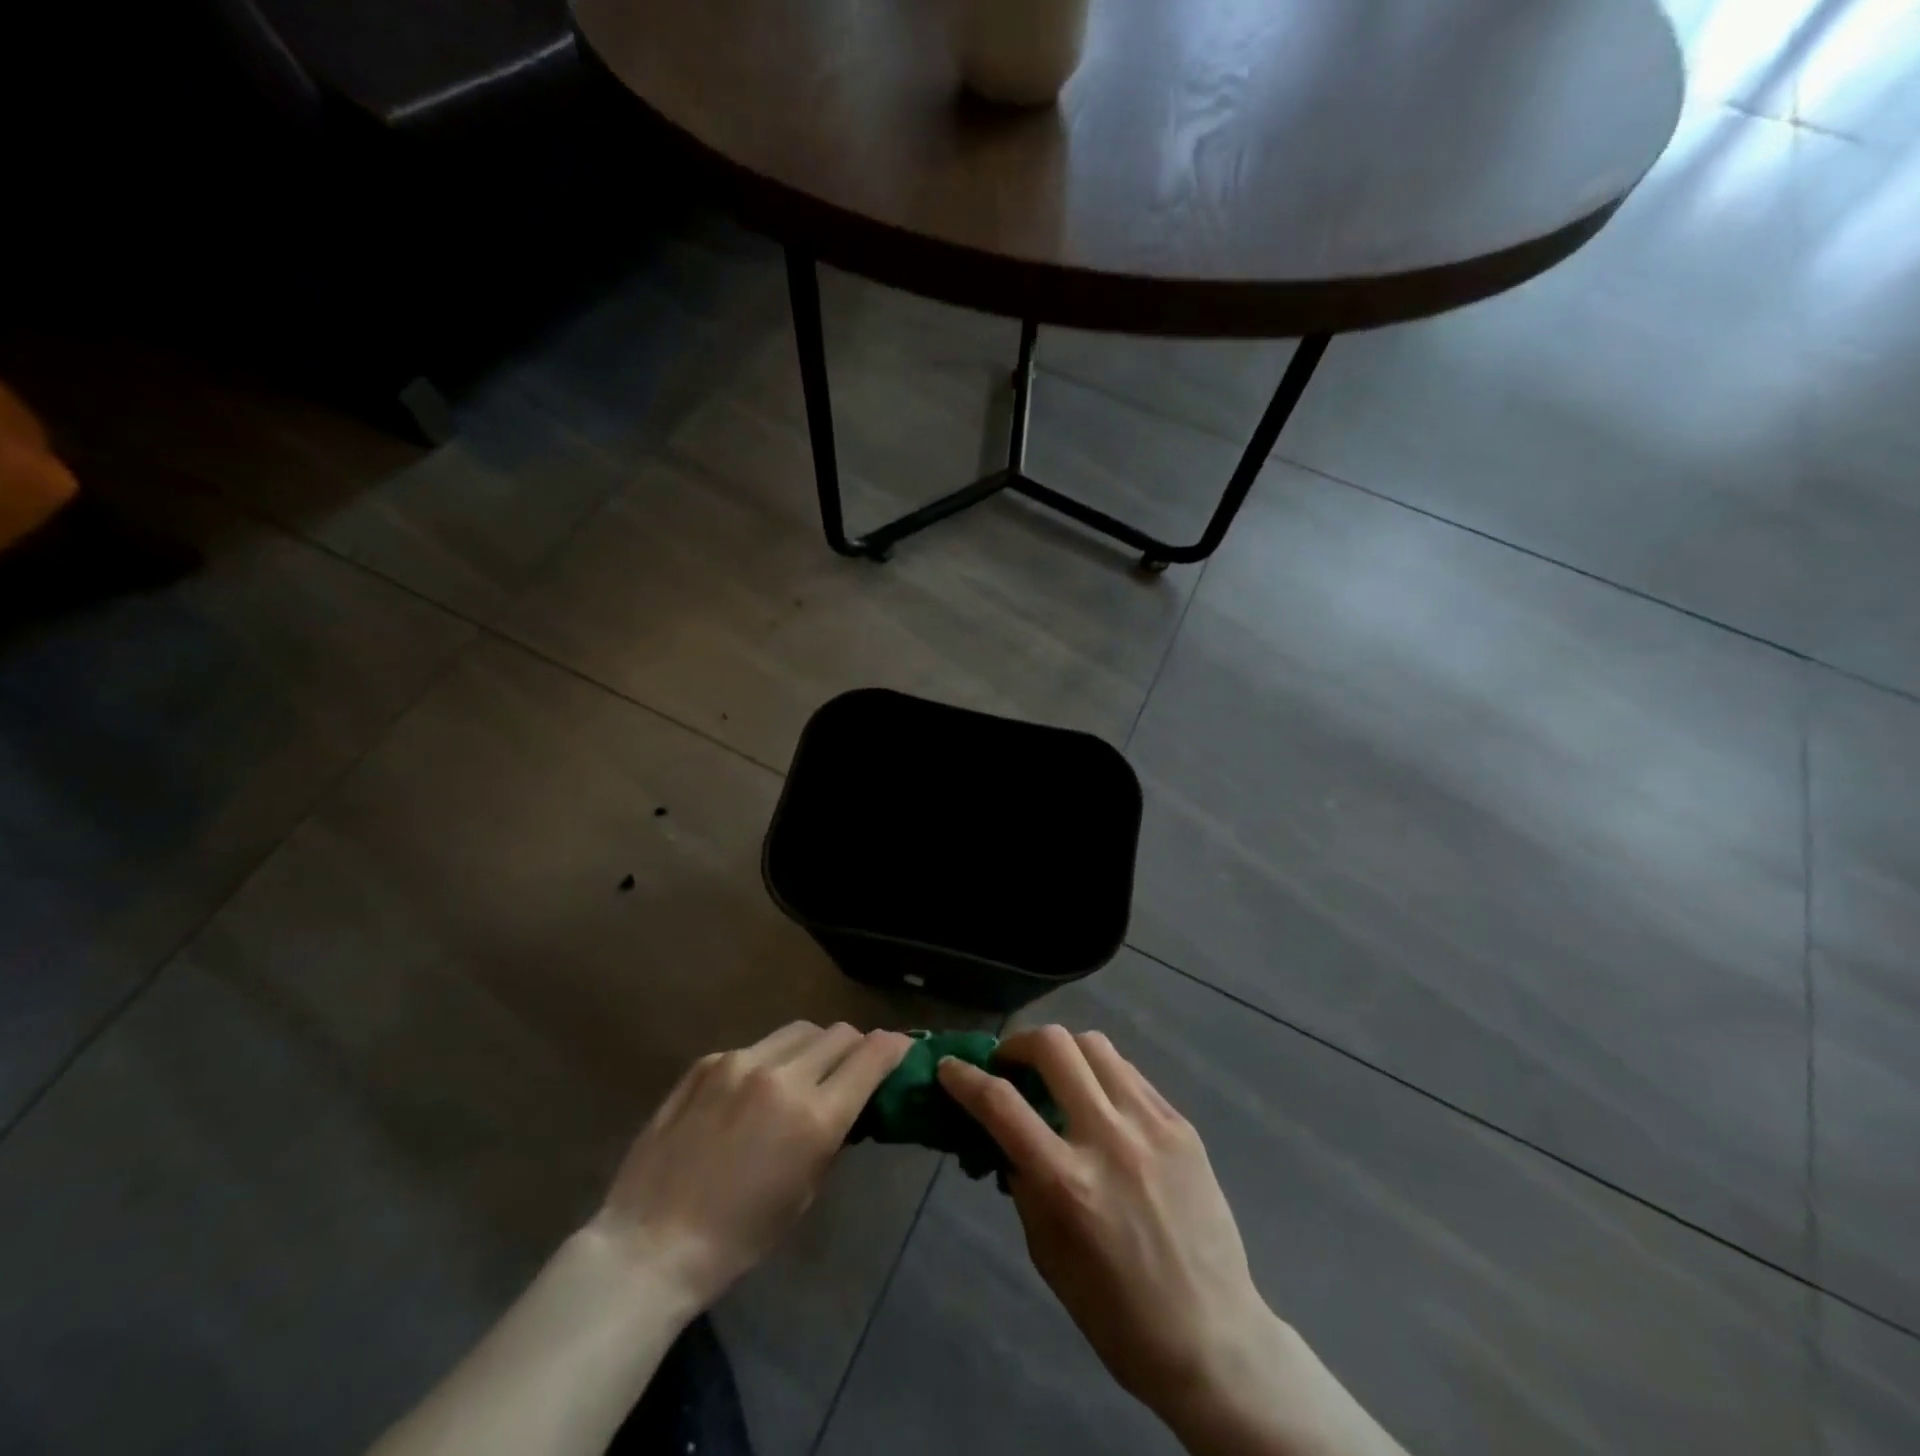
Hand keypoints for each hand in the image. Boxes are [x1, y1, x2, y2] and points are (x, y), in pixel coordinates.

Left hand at [595, 1021, 911, 1312]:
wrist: (650, 1243)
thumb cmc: (738, 1238)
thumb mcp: (804, 1192)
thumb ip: (832, 1134)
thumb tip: (848, 1100)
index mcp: (814, 1116)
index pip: (872, 1055)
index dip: (894, 1048)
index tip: (900, 1051)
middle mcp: (782, 1075)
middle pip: (839, 1033)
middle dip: (855, 1047)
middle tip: (851, 1069)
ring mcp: (740, 1062)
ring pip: (799, 1030)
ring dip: (814, 1047)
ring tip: (803, 1074)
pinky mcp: (708, 1061)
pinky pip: (756, 1046)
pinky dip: (769, 1061)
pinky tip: (751, 1093)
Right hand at [938, 1027, 1281, 1420]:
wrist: (1212, 1337)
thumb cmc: (1116, 1313)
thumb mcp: (1048, 1254)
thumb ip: (1024, 1183)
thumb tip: (1005, 1134)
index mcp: (1068, 1183)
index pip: (1001, 1105)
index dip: (965, 1079)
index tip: (949, 1067)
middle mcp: (1109, 1139)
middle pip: (1053, 1046)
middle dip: (1017, 1043)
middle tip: (1009, 1065)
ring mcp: (1151, 1125)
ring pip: (1094, 1045)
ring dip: (1062, 1051)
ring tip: (1056, 1076)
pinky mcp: (1181, 1124)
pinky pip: (1129, 1074)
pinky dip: (1101, 1074)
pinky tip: (1098, 1101)